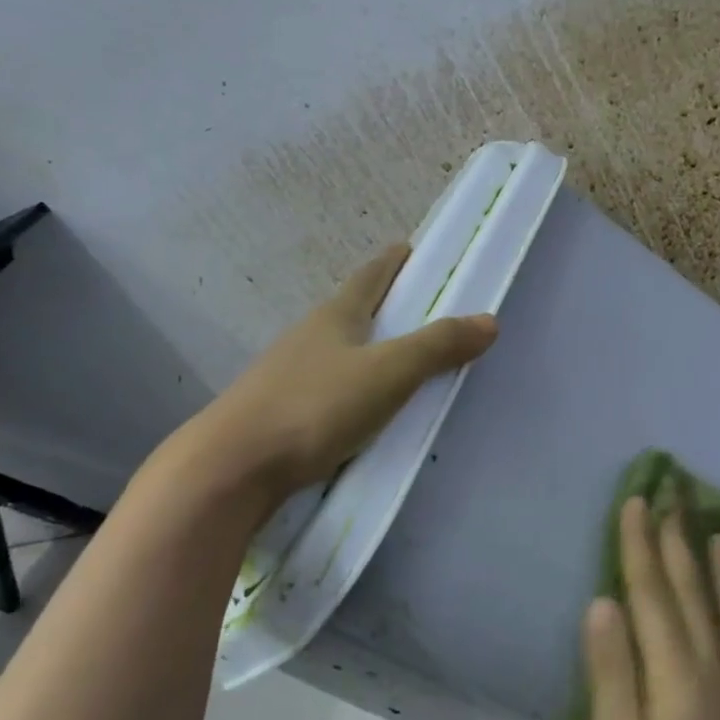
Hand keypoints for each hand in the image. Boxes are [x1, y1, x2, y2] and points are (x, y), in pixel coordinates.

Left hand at [170, 244, 496, 516]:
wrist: (230, 470)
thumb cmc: (314, 407)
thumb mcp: (388, 373)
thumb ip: (438, 347)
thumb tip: (489, 320)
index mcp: (336, 316)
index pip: (371, 276)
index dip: (394, 260)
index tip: (413, 248)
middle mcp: (309, 337)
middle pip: (353, 310)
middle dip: (385, 304)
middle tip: (421, 308)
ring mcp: (288, 375)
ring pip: (338, 351)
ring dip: (368, 348)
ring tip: (399, 360)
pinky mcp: (279, 413)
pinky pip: (329, 387)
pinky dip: (354, 386)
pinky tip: (364, 408)